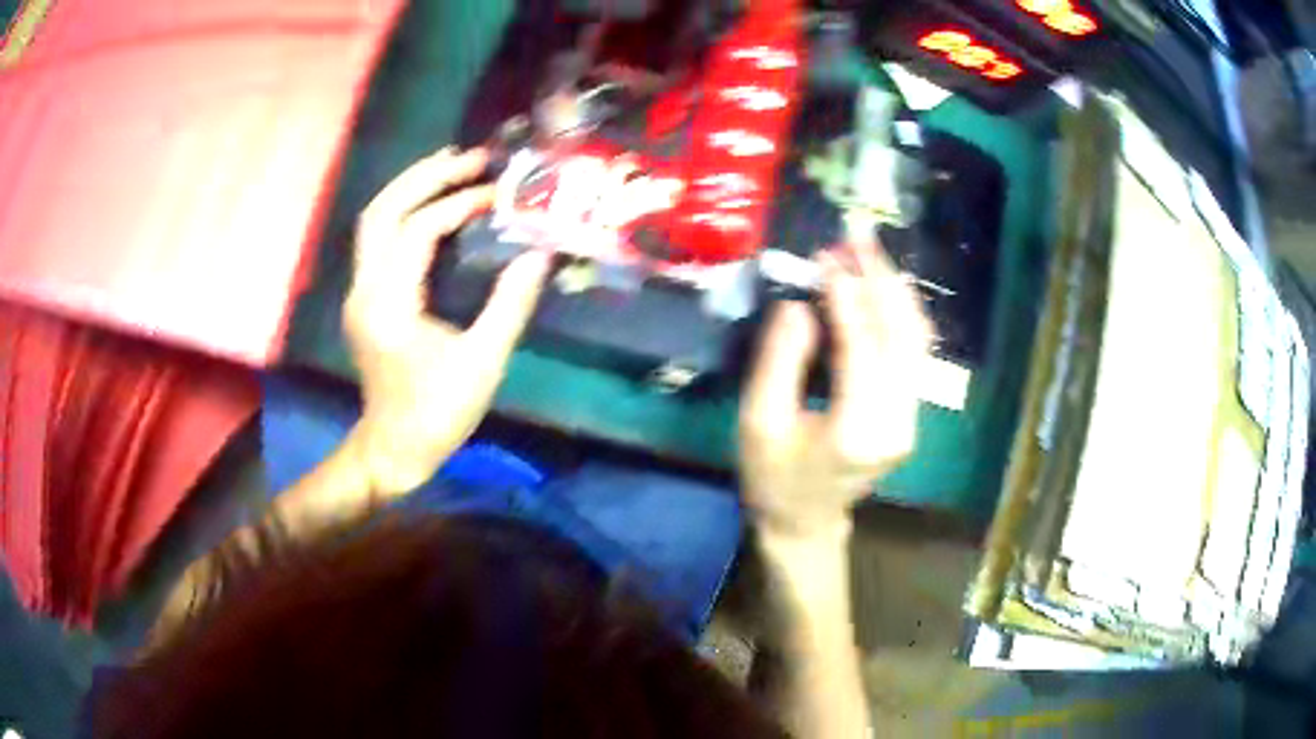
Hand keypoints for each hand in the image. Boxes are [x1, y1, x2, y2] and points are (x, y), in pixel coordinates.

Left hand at [343, 147, 551, 494]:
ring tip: (453, 166)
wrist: (393, 449)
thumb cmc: (439, 413)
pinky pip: (379, 239)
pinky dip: (405, 210)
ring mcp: (358, 293)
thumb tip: (539, 253)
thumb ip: (510, 304)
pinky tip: (434, 203)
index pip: (416, 231)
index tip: (497, 197)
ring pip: (373, 221)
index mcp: (389, 306)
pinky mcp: (364, 297)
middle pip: (381, 211)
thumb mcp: (483, 363)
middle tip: (471, 158)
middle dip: (425, 177)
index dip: (457, 205)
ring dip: (411, 187)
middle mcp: (364, 290)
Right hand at [739, 238, 931, 541]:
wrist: (805, 522)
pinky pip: (913, 353)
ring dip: (894, 291)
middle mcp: (897, 422)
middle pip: (901, 336)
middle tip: (855, 237)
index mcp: (857, 430)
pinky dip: (900, 313)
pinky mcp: (910, 414)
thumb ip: (780, 359)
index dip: (846, 296)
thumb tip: (803, 303)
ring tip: (869, 251)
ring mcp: (910, 419)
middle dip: (879, 280)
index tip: (828, 255)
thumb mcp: (758, 421)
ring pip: (916, 340)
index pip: (862, 346)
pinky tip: (884, 285)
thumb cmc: (772, 477)